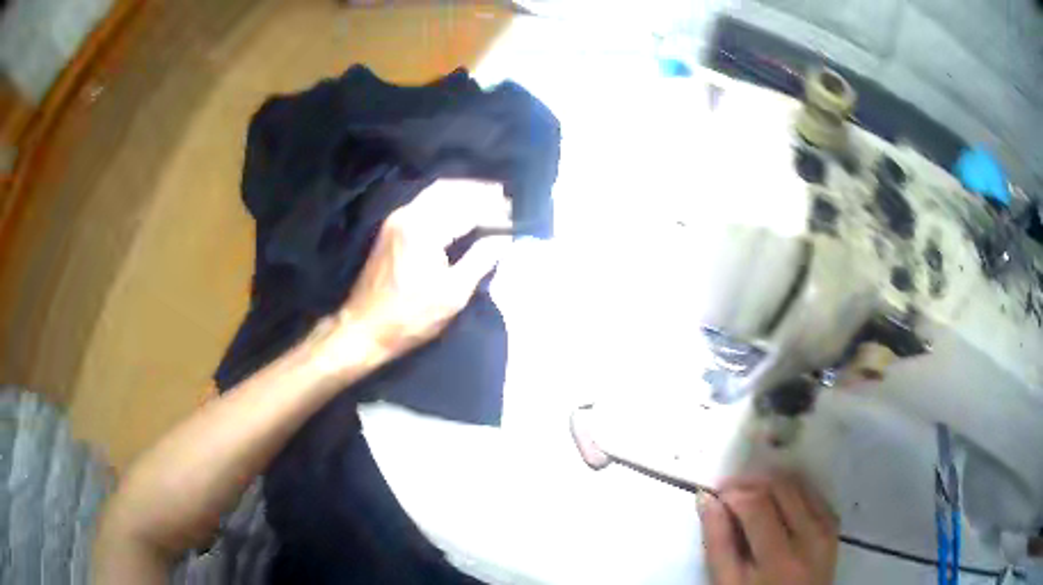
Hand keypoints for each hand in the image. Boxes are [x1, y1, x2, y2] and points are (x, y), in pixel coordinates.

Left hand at [315, 179, 511, 374]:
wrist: (364, 328)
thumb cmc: (410, 317)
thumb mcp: (453, 294)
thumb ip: (481, 260)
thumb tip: (504, 238)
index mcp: (423, 229)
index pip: (468, 207)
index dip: (495, 210)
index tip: (517, 215)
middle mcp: (408, 214)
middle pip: (452, 189)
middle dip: (481, 192)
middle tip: (507, 201)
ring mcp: (397, 218)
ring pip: (437, 192)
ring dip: (464, 193)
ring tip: (491, 201)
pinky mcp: (393, 226)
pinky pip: (426, 201)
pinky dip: (448, 200)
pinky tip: (462, 211)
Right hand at [698, 474, 838, 584]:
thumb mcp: (727, 583)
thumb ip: (718, 543)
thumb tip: (707, 499)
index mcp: (779, 557)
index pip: (756, 504)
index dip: (732, 492)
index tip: (715, 495)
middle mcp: (810, 535)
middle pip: (780, 488)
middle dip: (751, 483)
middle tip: (728, 493)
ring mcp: (826, 529)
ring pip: (798, 485)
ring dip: (770, 483)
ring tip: (749, 497)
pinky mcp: (833, 527)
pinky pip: (812, 495)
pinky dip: (791, 491)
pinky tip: (775, 503)